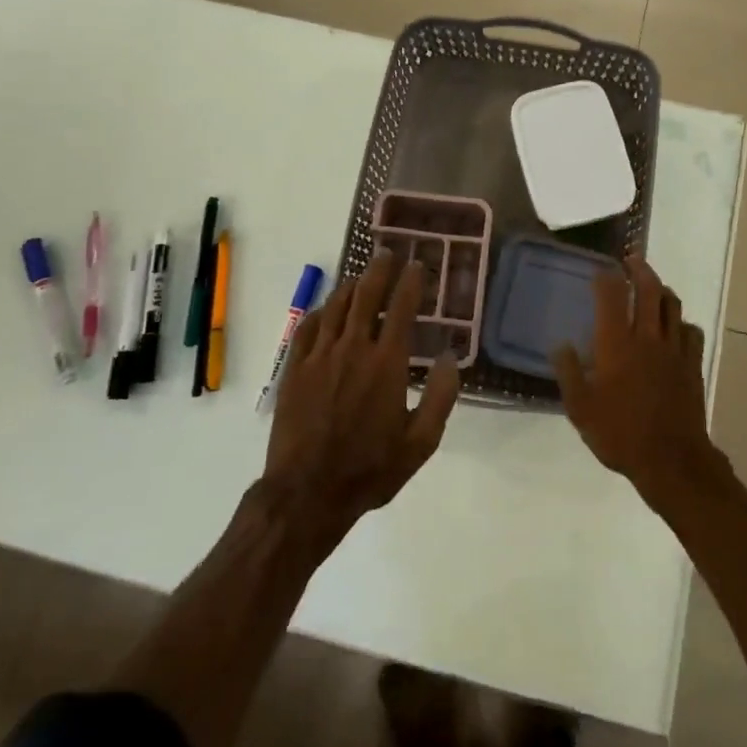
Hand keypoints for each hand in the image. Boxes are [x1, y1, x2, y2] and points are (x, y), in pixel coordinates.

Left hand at [264, 250, 460, 544]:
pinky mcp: (294, 368)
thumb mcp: (421, 443)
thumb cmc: (370, 469)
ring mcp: (320, 356)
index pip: (402, 308)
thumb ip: (441, 397)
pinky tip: (328, 309)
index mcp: (387, 363)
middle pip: (367, 294)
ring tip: (361, 277)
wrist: (307, 493)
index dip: (411, 282)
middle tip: (386, 253)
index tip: (417, 266)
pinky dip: (322, 310)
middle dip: (379, 269)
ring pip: (337, 305)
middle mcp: (353, 348)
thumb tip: (451, 357)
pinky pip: (308, 326)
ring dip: (352, 285)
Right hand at [554, 257, 719, 498]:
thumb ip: (569, 373)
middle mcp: (647, 337)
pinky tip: (677, 327)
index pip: (612, 296)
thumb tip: (561, 345)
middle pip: (649, 289)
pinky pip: (692, 332)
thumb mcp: (581, 409)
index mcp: (616, 344)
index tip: (600, 271)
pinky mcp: (693, 365)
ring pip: (673, 305)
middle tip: (631, 260)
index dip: (606, 278)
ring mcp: (674, 350)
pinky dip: (683, 322)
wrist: (672, 461)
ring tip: (653, 285)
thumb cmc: (620, 434)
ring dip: (662, 289)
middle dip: (639, 269)